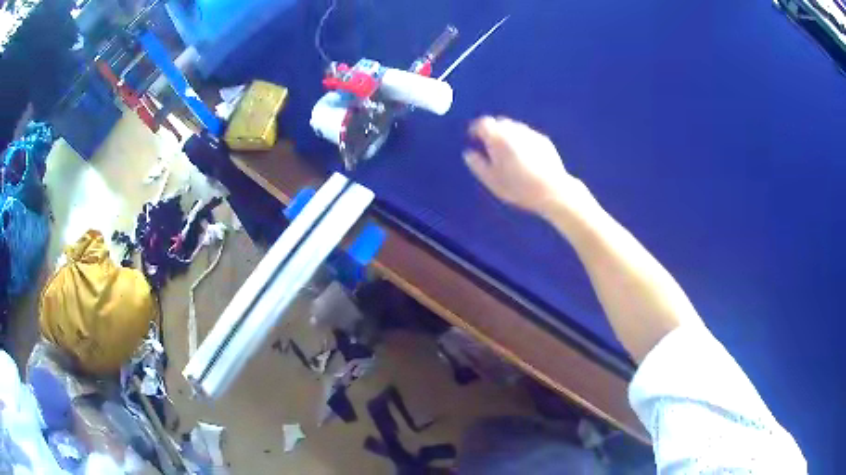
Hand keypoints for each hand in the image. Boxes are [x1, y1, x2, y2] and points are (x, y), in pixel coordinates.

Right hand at [464, 116, 583, 215]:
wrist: (551, 190)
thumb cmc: (518, 187)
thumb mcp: (491, 180)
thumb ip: (477, 164)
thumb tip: (468, 153)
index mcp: (498, 138)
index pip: (482, 123)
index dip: (475, 129)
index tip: (473, 137)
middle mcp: (514, 130)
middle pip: (499, 122)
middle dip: (492, 130)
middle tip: (489, 146)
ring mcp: (530, 134)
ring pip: (514, 127)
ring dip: (507, 134)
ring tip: (507, 152)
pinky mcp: (543, 140)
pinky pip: (527, 135)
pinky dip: (521, 140)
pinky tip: (524, 157)